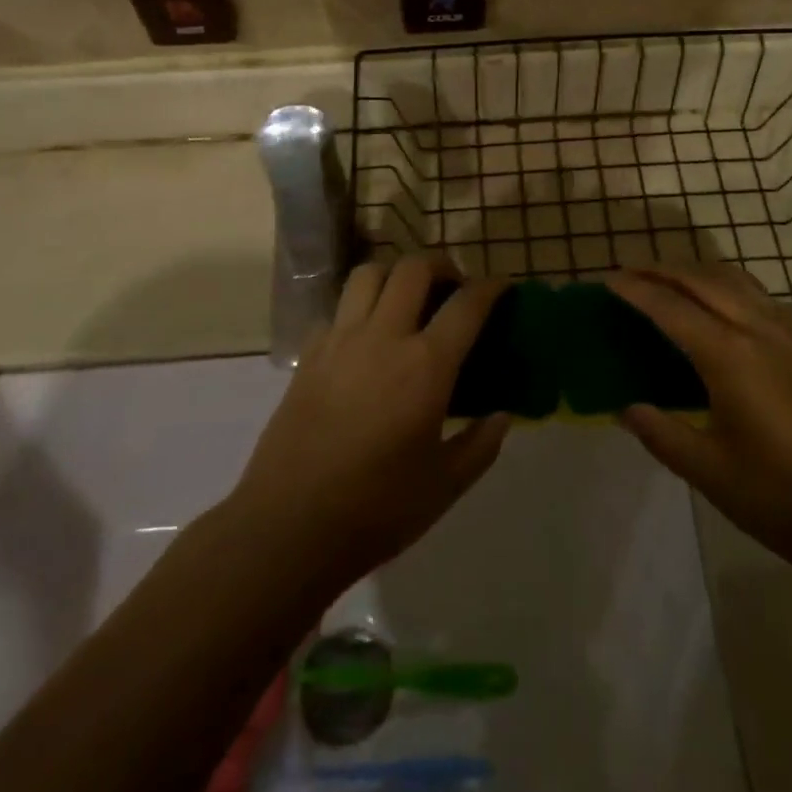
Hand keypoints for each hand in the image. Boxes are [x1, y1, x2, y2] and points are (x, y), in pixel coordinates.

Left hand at [230, 257, 509, 586]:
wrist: (288, 526)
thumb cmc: (376, 510)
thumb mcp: (444, 487)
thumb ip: (480, 445)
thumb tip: (502, 416)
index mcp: (425, 366)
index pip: (467, 305)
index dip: (492, 288)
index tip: (504, 288)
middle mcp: (383, 337)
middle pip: (414, 268)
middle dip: (442, 265)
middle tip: (453, 286)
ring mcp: (340, 341)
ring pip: (369, 274)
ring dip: (395, 274)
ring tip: (407, 298)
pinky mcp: (309, 354)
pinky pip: (338, 309)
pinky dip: (359, 308)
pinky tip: (365, 337)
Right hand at [607, 266, 791, 573]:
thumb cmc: (781, 498)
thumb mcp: (708, 471)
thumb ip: (661, 433)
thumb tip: (625, 408)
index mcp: (730, 355)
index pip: (670, 308)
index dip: (636, 291)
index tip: (608, 279)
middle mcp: (760, 329)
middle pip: (702, 280)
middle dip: (662, 270)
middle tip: (629, 272)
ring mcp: (791, 333)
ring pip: (735, 279)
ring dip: (696, 272)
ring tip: (668, 280)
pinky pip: (759, 295)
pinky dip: (726, 285)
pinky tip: (719, 306)